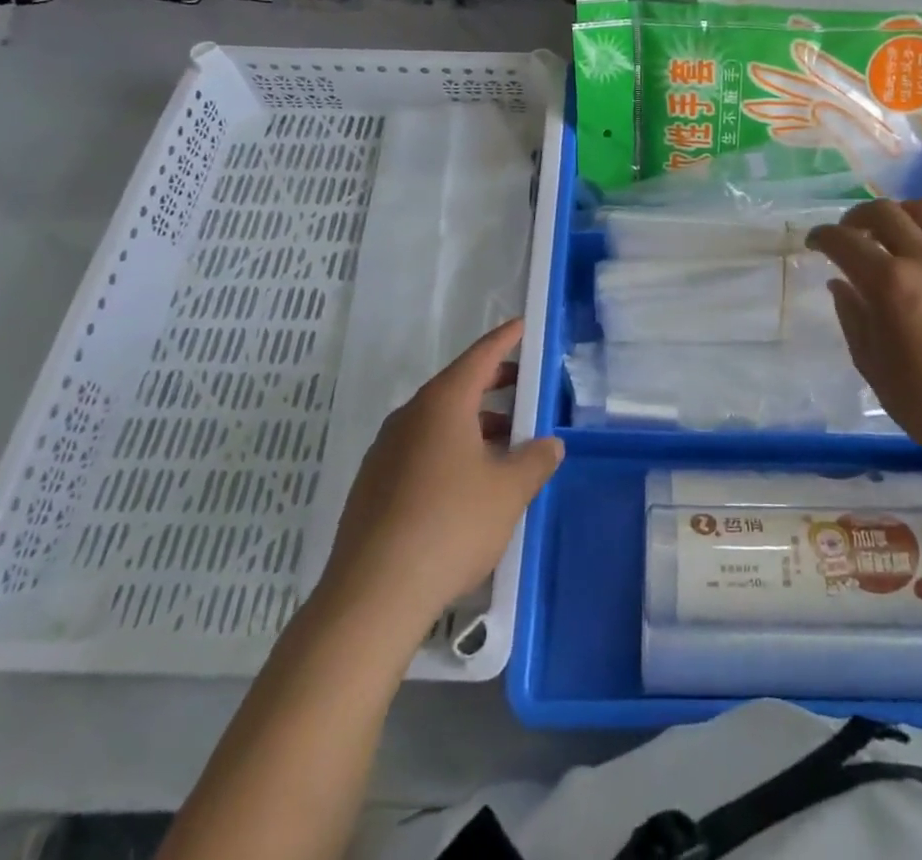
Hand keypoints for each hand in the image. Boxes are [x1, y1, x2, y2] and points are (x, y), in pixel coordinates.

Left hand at [317, 319, 562, 642]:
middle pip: (457, 387)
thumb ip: (535, 460)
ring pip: (438, 422)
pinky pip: (419, 450)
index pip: (480, 357)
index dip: (504, 340)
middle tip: (523, 387)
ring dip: (473, 424)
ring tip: (504, 445)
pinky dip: (449, 450)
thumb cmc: (450, 526)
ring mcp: (385, 451)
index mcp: (443, 404)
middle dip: (493, 385)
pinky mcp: (372, 486)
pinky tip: (467, 484)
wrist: (373, 595)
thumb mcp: (509, 491)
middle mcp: (409, 417)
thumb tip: (549, 444)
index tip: (521, 326)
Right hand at [808, 200, 921, 470]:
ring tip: (893, 234)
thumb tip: (840, 283)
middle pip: (884, 212)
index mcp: (889, 285)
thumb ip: (852, 315)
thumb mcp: (871, 362)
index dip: (823, 237)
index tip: (815, 244)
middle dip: (857, 217)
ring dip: (900, 215)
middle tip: (850, 235)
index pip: (844, 241)